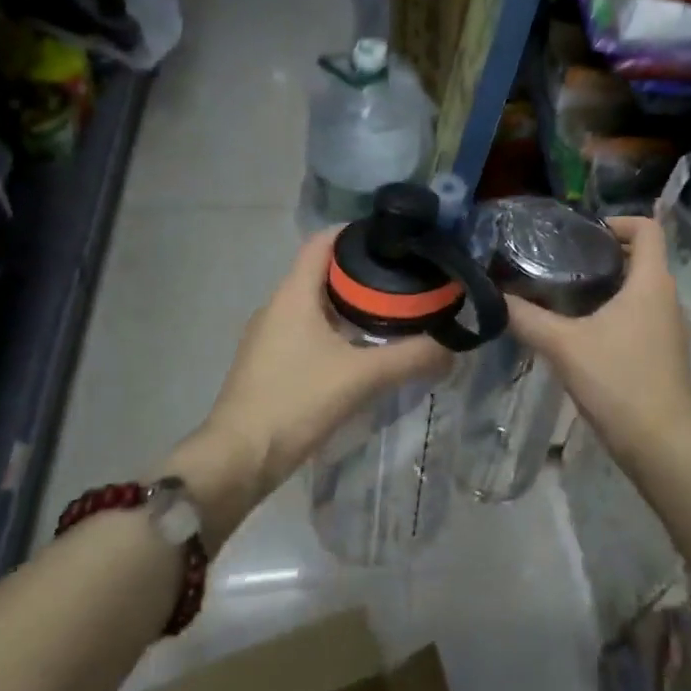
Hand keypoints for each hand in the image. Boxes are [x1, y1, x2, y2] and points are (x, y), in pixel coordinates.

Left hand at [161, 230, 450, 543]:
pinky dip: (336, 329)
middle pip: (322, 272)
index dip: (356, 232)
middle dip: (362, 271)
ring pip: (315, 304)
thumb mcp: (361, 376)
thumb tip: (452, 349)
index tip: (394, 238)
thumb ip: (411, 358)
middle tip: (405, 277)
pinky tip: (361, 349)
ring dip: (350, 303)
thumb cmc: (296, 401)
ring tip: (392, 312)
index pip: (323, 241)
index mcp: (293, 294)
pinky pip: (307, 330)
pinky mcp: (269, 363)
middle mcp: (278, 306)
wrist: (239, 458)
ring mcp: (269, 336)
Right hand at [504, 216, 690, 456]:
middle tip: (563, 264)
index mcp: (652, 283)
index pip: (648, 228)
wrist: (661, 444)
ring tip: (568, 298)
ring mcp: (673, 329)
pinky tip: (587, 335)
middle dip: (605, 255)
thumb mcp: (563, 346)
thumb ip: (527, 317)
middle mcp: (669, 298)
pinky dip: (620, 313)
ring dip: (611, 287)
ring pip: (643, 290)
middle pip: (643, 259)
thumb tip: (494, 296)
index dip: (618, 222)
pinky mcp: (669, 354)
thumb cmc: (617, 381)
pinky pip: (645, 317)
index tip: (583, 235)